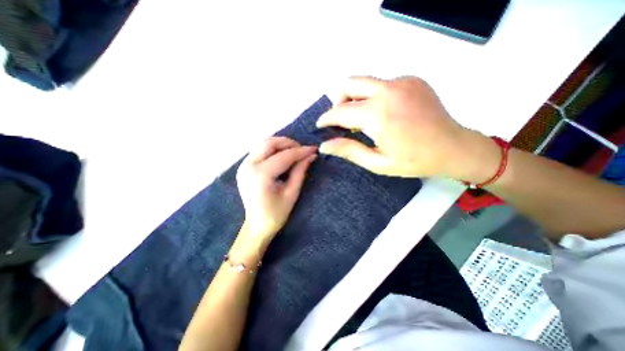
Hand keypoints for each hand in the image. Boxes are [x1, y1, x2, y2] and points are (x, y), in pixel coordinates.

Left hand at [238, 138, 319, 240]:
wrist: (257, 225)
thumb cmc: (277, 213)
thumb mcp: (292, 193)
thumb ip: (300, 171)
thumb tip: (311, 155)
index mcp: (261, 176)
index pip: (284, 156)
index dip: (301, 151)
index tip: (313, 149)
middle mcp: (248, 166)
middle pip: (270, 143)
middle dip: (289, 143)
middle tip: (303, 150)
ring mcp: (243, 165)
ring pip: (264, 144)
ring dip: (281, 145)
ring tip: (294, 152)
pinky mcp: (243, 166)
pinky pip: (260, 150)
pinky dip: (273, 149)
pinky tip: (283, 156)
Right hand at [319, 75, 497, 182]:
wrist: (454, 148)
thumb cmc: (414, 161)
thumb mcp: (377, 163)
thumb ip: (349, 151)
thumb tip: (324, 145)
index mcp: (378, 115)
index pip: (340, 111)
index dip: (327, 118)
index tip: (320, 125)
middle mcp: (388, 91)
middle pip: (349, 84)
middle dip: (338, 100)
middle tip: (340, 119)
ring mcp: (402, 81)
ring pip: (364, 82)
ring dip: (355, 97)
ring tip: (360, 118)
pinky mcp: (411, 80)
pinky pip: (382, 84)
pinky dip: (374, 96)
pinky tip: (383, 113)